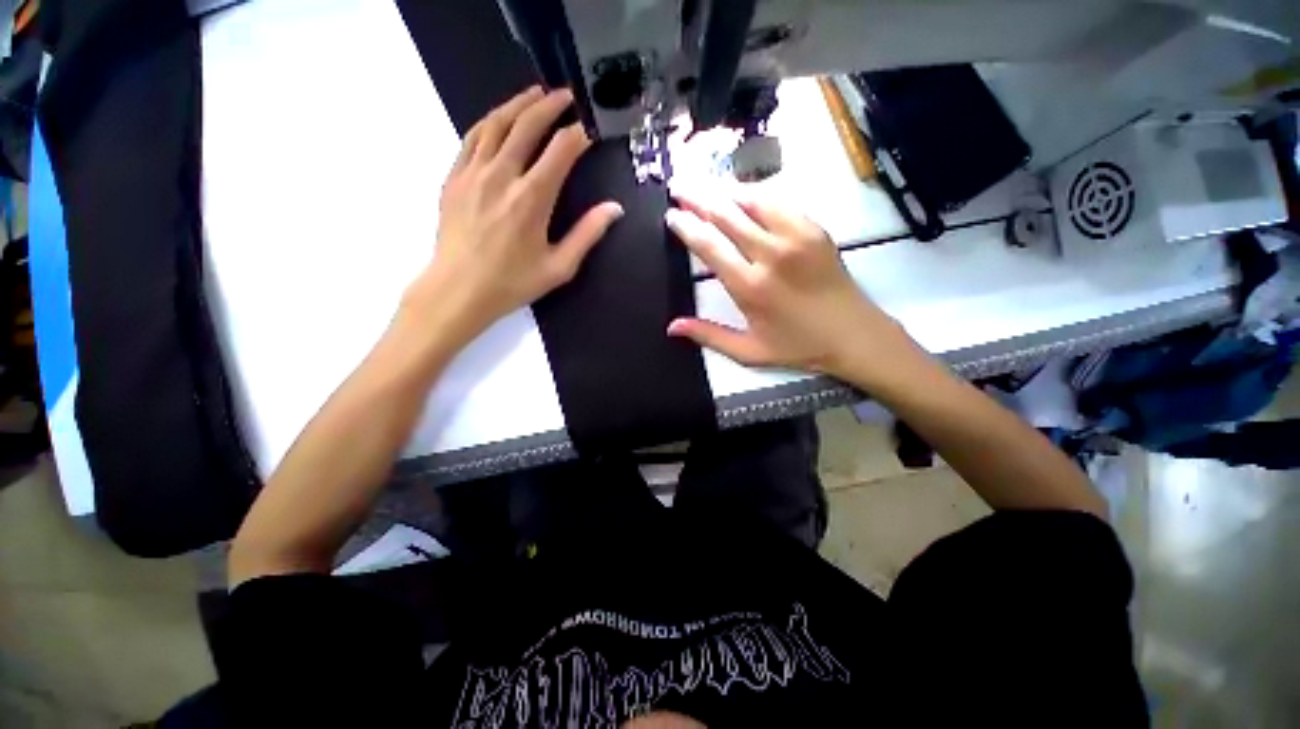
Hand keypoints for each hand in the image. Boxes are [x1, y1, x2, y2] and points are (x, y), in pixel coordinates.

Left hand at [404, 86, 623, 349]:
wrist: (458, 290)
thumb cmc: (512, 282)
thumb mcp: (559, 266)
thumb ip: (587, 234)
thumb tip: (614, 209)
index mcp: (532, 199)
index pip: (560, 151)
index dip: (578, 135)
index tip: (590, 129)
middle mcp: (502, 176)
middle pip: (527, 125)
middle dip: (550, 105)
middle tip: (566, 96)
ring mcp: (473, 172)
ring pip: (496, 123)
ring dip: (518, 104)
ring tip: (535, 94)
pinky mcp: (454, 177)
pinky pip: (472, 137)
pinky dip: (490, 121)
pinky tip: (499, 119)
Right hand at [665, 186, 919, 385]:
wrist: (853, 335)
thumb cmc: (798, 346)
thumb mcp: (749, 351)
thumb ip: (708, 335)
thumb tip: (672, 327)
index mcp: (750, 287)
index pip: (709, 245)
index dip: (687, 226)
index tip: (672, 215)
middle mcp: (770, 254)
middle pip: (726, 214)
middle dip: (698, 197)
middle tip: (679, 186)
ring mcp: (796, 236)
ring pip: (752, 199)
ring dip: (724, 189)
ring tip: (704, 183)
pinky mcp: (814, 229)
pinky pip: (779, 200)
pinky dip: (756, 193)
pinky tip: (742, 192)